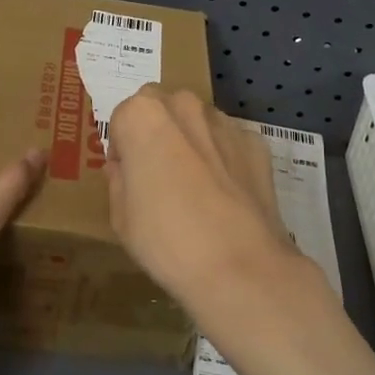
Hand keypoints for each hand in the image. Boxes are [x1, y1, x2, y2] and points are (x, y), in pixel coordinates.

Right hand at [105, 86, 306, 317]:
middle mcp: (184, 106)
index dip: (122, 148)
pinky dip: (224, 158)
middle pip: (162, 108)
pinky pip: (229, 143)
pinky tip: (225, 195)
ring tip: (196, 188)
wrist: (239, 267)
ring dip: (191, 141)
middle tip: (158, 176)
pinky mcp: (256, 143)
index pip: (122, 118)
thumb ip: (118, 181)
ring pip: (198, 122)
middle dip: (156, 132)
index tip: (128, 177)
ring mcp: (224, 123)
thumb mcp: (122, 218)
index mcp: (143, 116)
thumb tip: (124, 169)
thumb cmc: (166, 241)